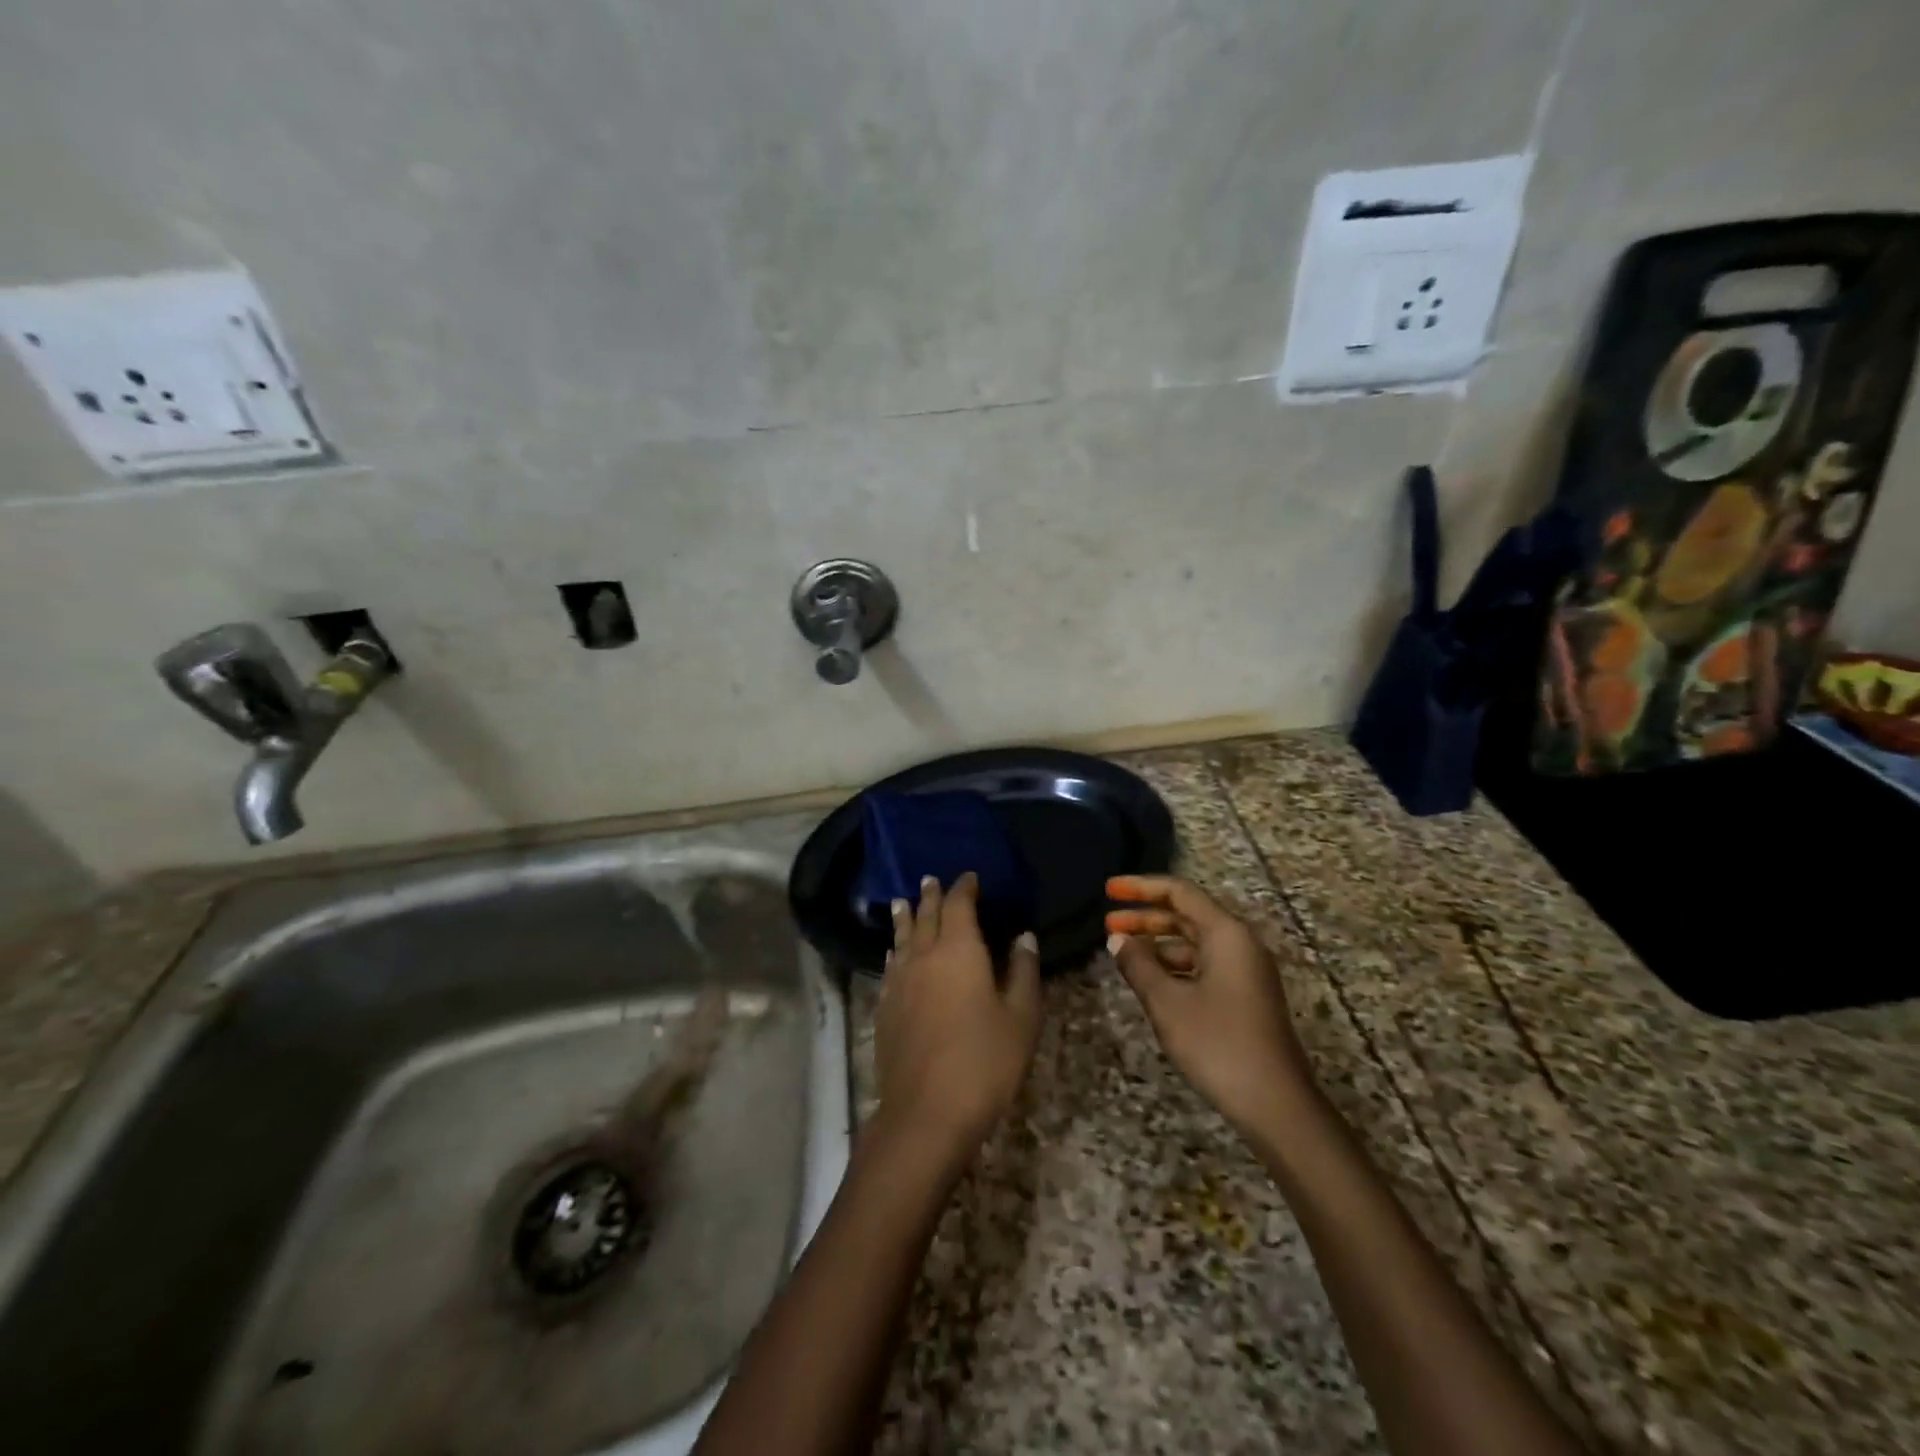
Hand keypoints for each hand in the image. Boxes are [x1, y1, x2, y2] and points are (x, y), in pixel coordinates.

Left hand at [875, 873, 1042, 1160]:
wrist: (926, 1113)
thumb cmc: (984, 1061)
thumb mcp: (1021, 1017)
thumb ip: (1022, 971)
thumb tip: (1024, 936)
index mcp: (958, 950)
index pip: (959, 905)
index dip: (964, 888)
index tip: (970, 876)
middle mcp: (923, 956)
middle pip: (925, 916)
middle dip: (931, 896)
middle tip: (930, 879)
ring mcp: (899, 982)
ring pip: (902, 938)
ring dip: (905, 917)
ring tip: (902, 902)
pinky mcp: (885, 1009)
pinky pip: (890, 966)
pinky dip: (895, 951)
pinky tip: (894, 954)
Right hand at [1105, 875, 1314, 1136]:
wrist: (1276, 1105)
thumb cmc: (1218, 1044)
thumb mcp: (1167, 1002)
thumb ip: (1138, 964)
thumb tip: (1117, 940)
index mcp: (1226, 934)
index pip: (1179, 892)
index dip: (1141, 886)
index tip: (1108, 889)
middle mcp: (1240, 944)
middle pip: (1187, 915)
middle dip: (1145, 916)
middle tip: (1107, 923)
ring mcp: (1246, 971)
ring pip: (1194, 942)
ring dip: (1158, 943)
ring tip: (1123, 954)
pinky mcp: (1245, 997)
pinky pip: (1203, 965)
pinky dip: (1173, 966)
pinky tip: (1151, 981)